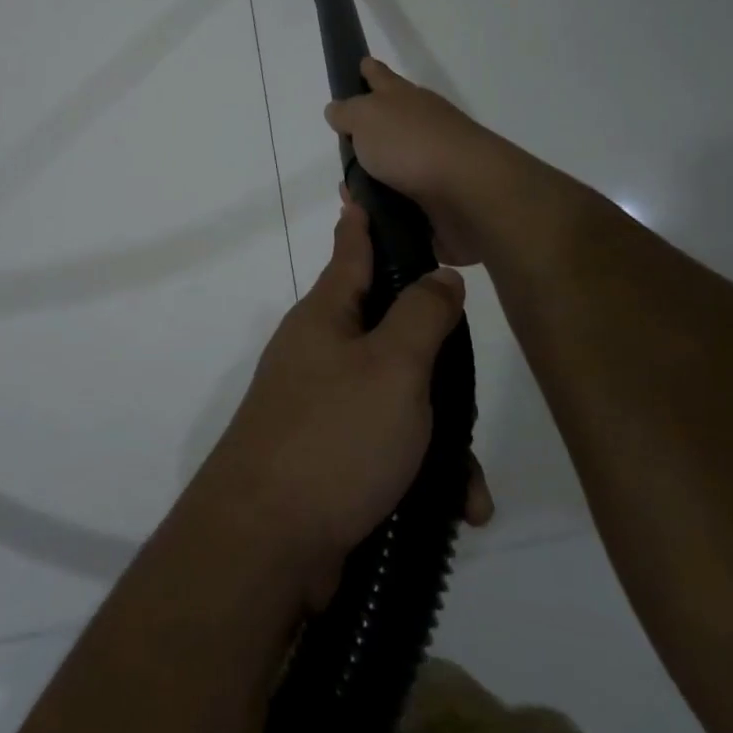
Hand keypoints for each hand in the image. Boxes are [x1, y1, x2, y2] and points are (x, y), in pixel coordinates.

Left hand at [191, 200, 492, 608]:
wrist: (265, 542)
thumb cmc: (334, 436)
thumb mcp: (393, 367)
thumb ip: (421, 315)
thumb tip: (439, 274)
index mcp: (326, 316)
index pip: (352, 250)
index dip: (363, 220)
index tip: (363, 190)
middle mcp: (319, 352)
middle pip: (389, 332)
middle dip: (436, 364)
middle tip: (467, 391)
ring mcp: (319, 405)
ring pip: (396, 398)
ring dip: (438, 437)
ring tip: (467, 483)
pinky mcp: (327, 456)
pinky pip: (385, 447)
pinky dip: (419, 472)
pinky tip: (452, 508)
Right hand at [324, 58, 514, 265]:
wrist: (468, 192)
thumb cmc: (411, 144)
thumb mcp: (366, 117)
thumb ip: (347, 112)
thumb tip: (337, 110)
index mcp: (404, 99)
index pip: (381, 77)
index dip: (370, 71)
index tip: (362, 64)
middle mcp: (422, 125)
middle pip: (391, 123)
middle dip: (368, 132)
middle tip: (344, 146)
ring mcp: (434, 162)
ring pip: (395, 166)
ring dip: (373, 178)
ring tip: (349, 194)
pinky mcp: (440, 199)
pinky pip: (403, 202)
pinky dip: (385, 207)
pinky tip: (368, 218)